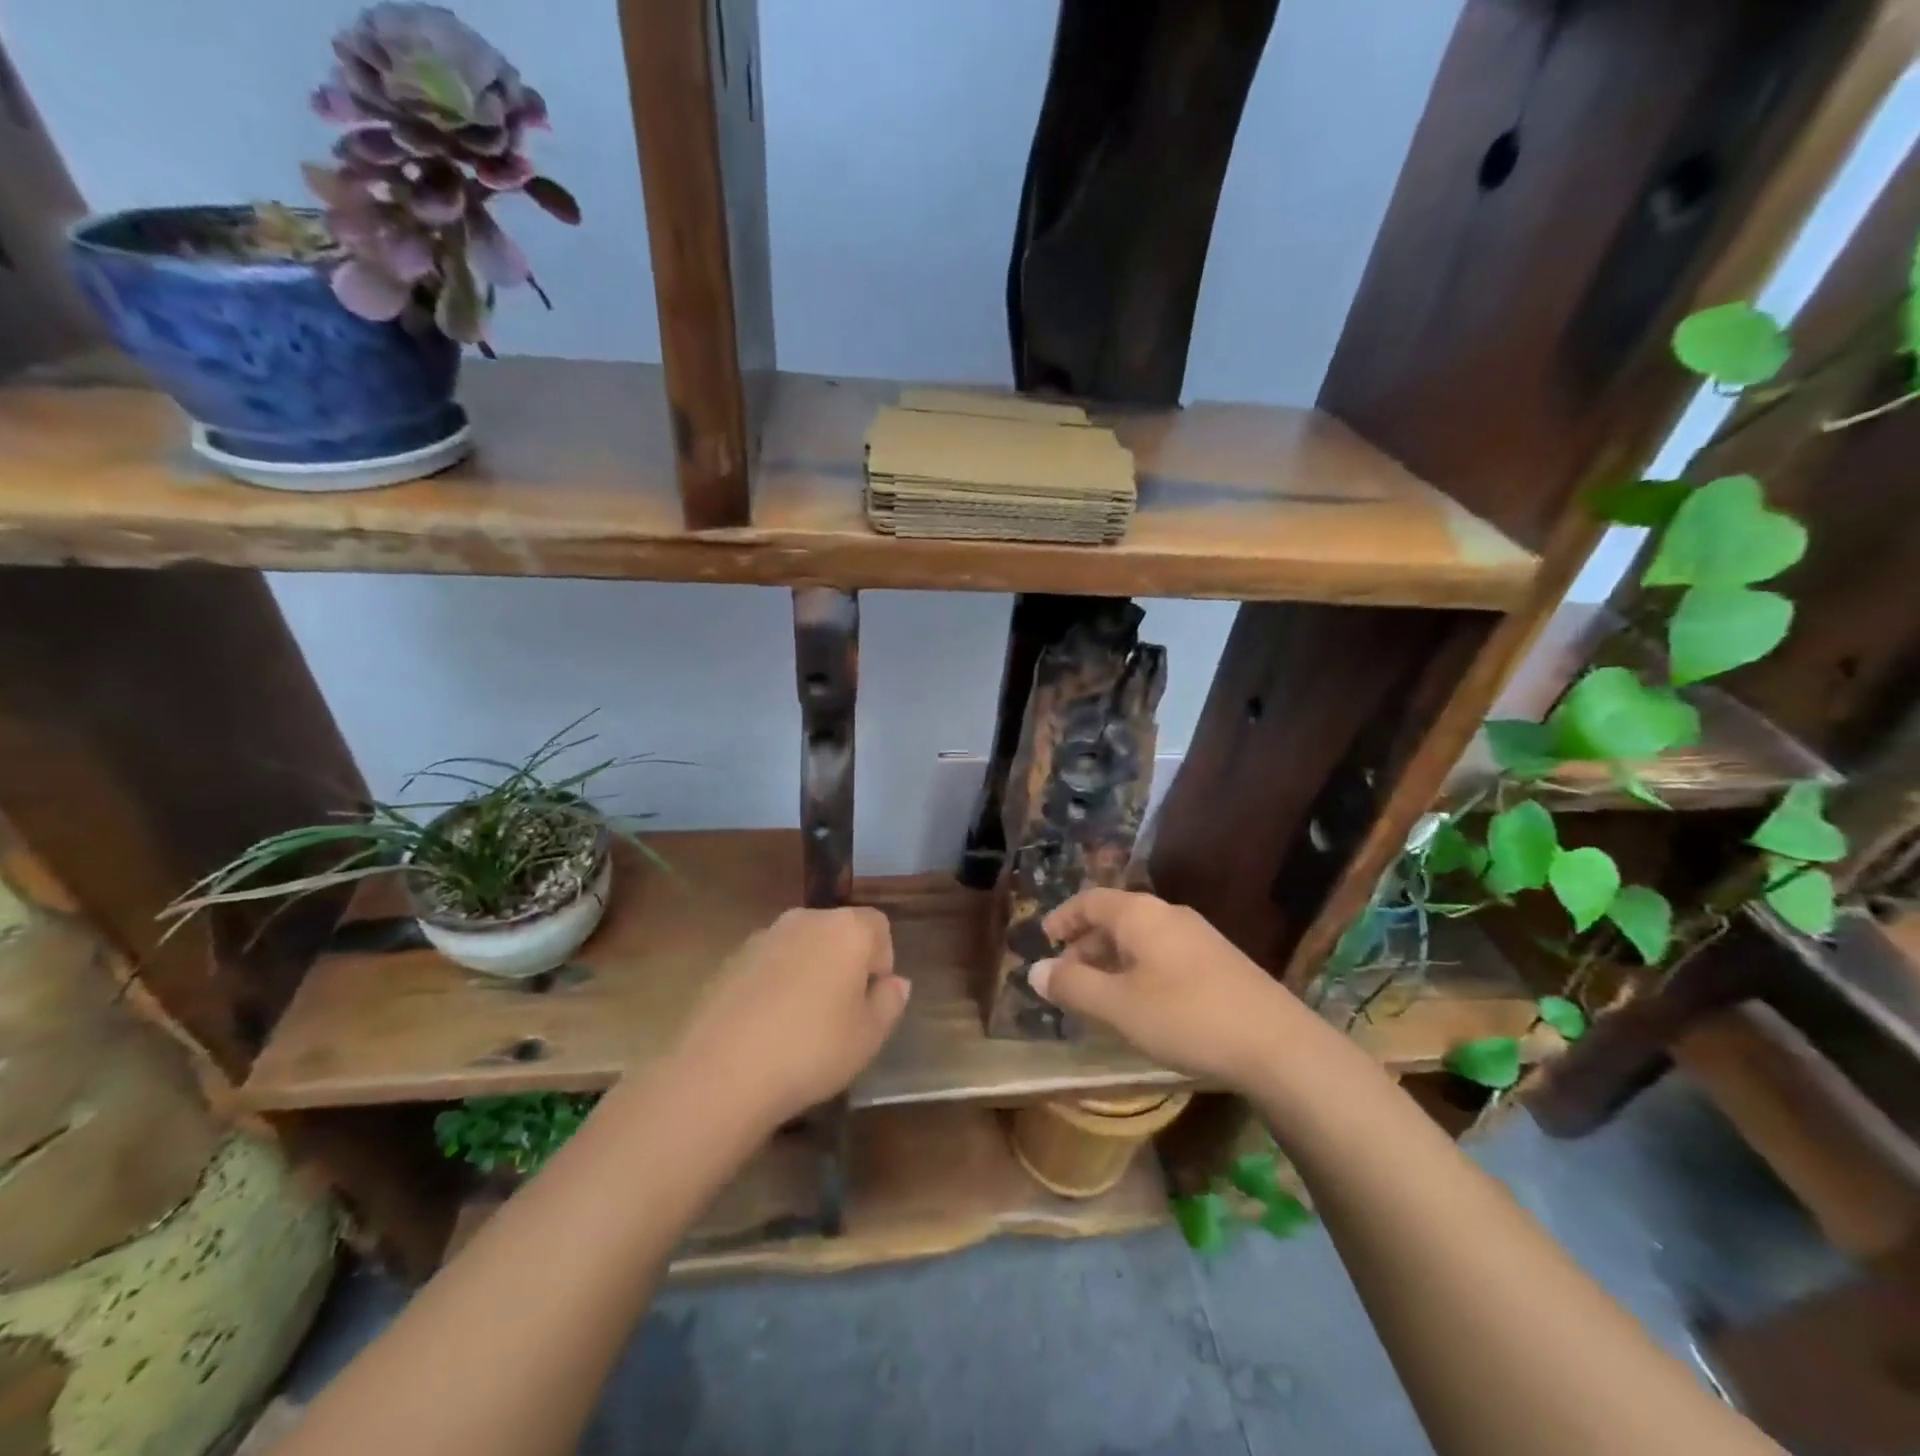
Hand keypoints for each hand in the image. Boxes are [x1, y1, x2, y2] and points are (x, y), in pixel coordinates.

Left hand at [674, 907, 910, 1131]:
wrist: (720, 1072)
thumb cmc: (812, 1050)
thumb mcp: (869, 1036)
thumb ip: (889, 1002)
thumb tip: (896, 982)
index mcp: (846, 929)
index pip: (878, 926)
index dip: (882, 961)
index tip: (871, 1000)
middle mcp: (805, 920)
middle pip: (837, 932)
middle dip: (844, 964)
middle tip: (841, 1014)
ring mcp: (763, 937)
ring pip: (800, 948)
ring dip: (808, 973)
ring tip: (800, 1025)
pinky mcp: (730, 960)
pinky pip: (768, 966)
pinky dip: (774, 985)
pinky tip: (766, 1028)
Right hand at [1029, 888, 1306, 1088]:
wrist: (1277, 1043)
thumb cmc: (1185, 1017)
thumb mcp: (1118, 1006)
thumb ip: (1073, 986)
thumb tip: (1034, 970)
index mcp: (1141, 914)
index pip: (1090, 901)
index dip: (1064, 917)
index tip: (1045, 938)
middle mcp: (1169, 915)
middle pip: (1116, 918)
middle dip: (1087, 945)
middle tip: (1067, 976)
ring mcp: (1199, 937)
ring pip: (1141, 939)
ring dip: (1113, 960)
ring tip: (1100, 995)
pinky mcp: (1219, 962)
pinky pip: (1163, 954)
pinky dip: (1139, 970)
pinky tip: (1142, 1004)